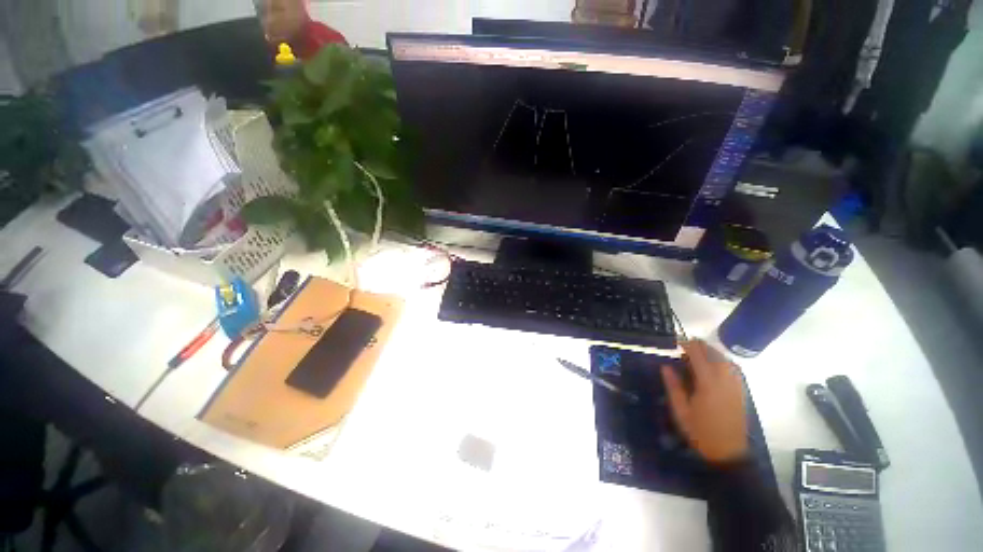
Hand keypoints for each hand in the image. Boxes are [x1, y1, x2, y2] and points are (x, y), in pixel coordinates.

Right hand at [662, 339, 747, 462]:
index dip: (687, 344)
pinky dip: (722, 360)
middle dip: (699, 346)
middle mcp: (724, 380)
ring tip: (696, 353)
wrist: (728, 452)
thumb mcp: (680, 410)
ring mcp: (735, 385)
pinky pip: (733, 368)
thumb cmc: (700, 431)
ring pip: (725, 359)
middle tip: (683, 346)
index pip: (698, 355)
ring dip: (711, 352)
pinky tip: (713, 365)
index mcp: (708, 383)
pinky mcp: (740, 391)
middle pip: (714, 353)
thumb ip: (673, 386)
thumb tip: (665, 366)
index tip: (676, 341)